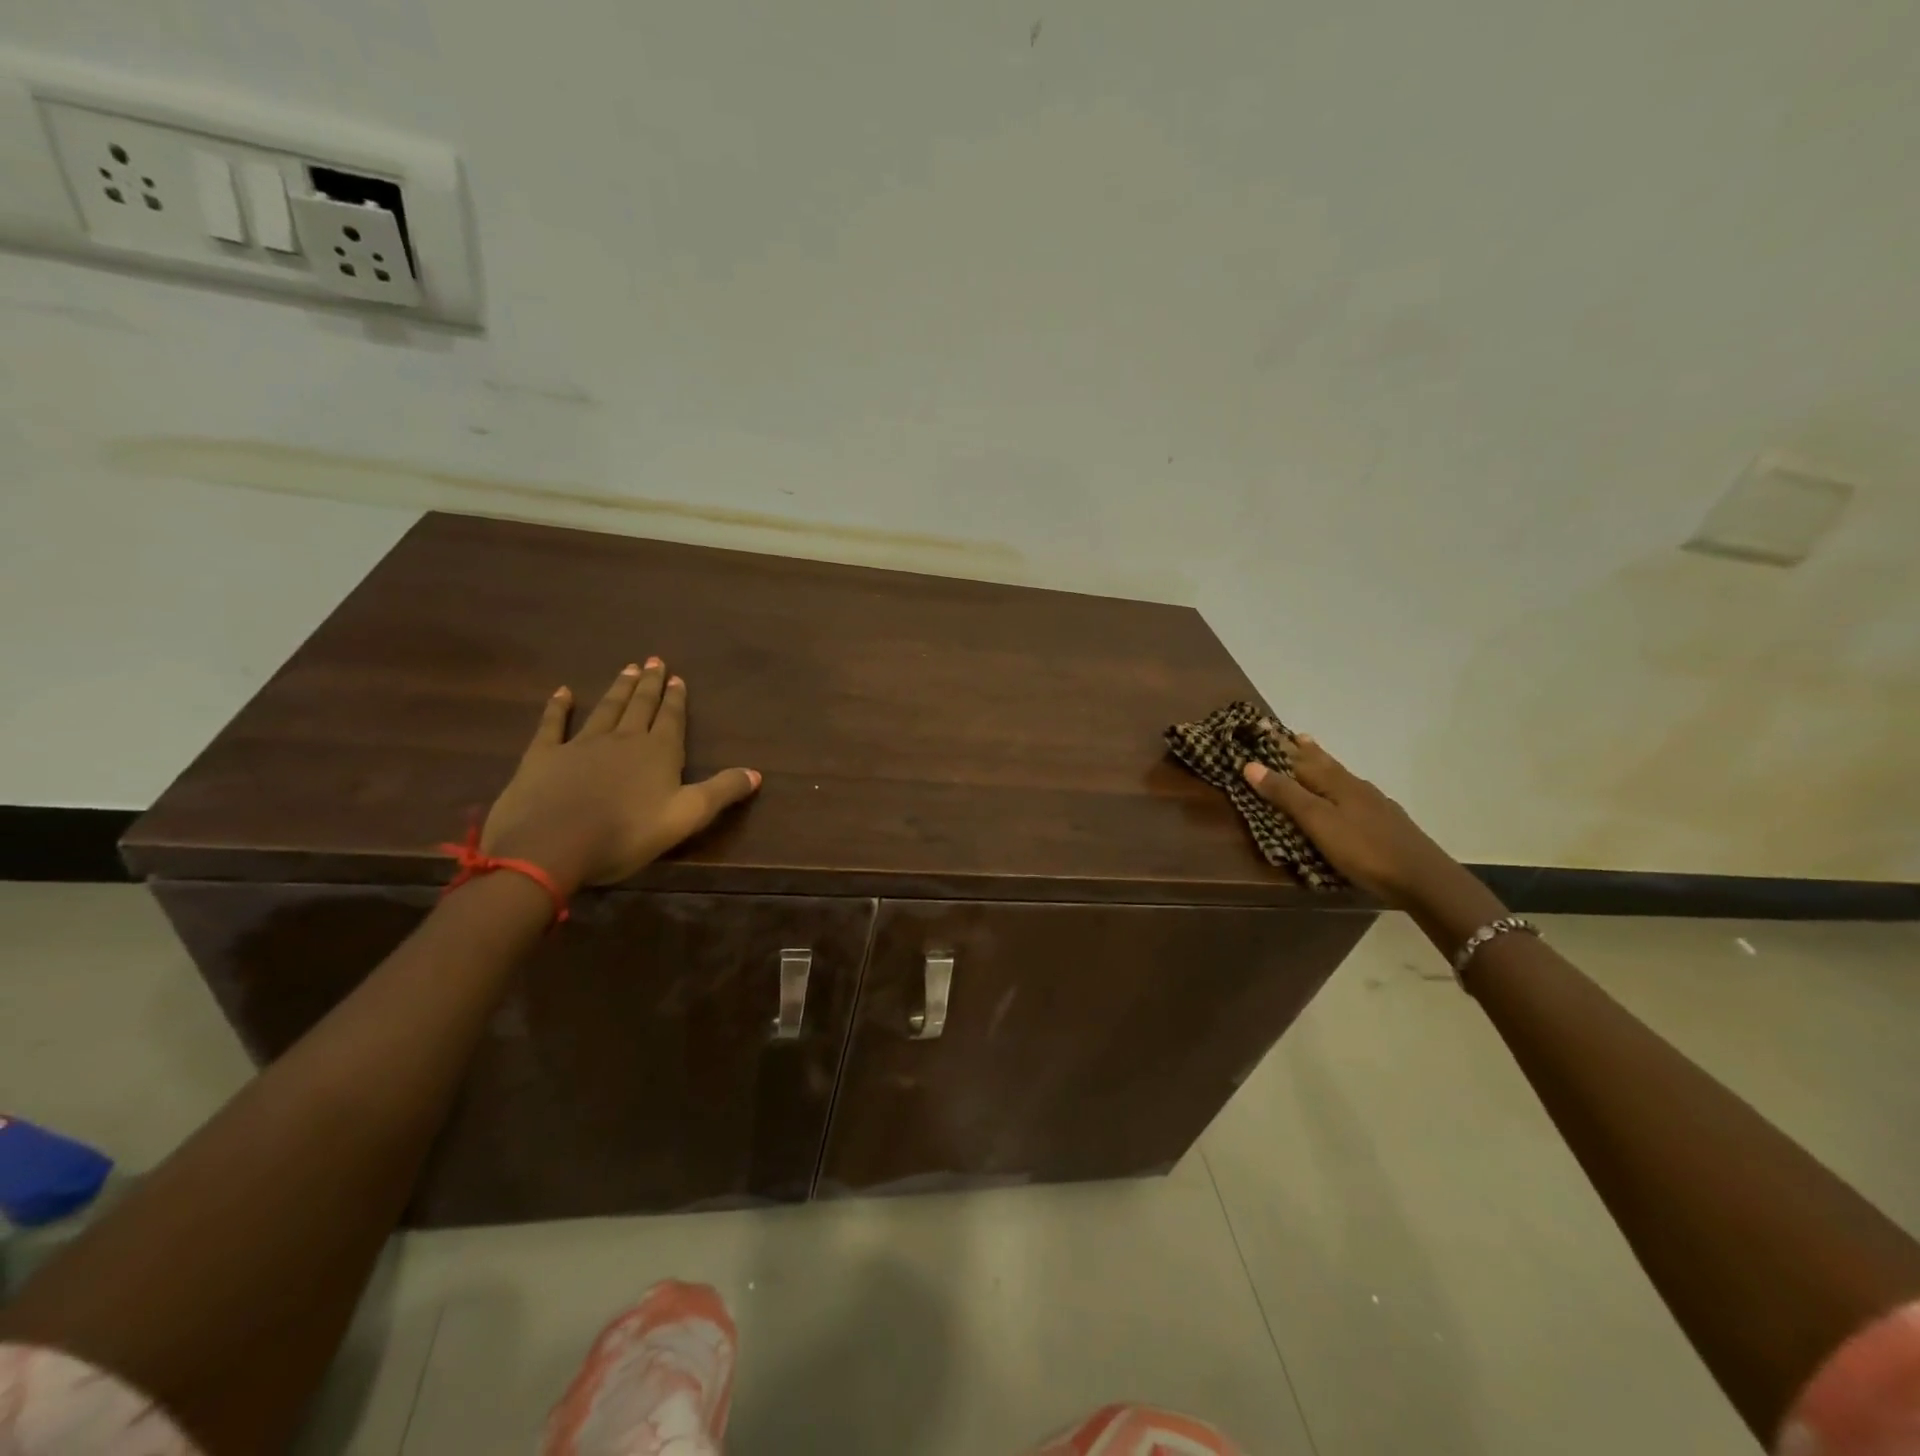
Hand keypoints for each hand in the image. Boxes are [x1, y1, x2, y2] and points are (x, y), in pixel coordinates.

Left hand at [480, 659, 760, 892]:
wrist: (551, 845)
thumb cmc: (626, 833)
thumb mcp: (687, 816)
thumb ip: (722, 791)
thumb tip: (756, 773)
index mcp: (658, 752)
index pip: (671, 719)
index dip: (676, 699)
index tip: (677, 678)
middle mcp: (622, 739)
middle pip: (639, 707)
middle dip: (649, 685)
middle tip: (654, 661)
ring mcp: (580, 744)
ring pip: (605, 709)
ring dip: (618, 689)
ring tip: (627, 669)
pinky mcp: (544, 756)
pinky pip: (553, 724)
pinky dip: (558, 707)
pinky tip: (562, 692)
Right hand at [1243, 735, 1469, 910]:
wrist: (1422, 879)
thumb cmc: (1363, 848)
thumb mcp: (1317, 822)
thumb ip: (1286, 794)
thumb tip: (1250, 764)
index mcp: (1337, 783)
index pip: (1303, 758)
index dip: (1283, 746)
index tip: (1267, 728)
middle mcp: (1356, 787)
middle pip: (1326, 763)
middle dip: (1308, 751)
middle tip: (1294, 736)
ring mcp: (1374, 805)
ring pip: (1342, 778)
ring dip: (1325, 766)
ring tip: (1314, 759)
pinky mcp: (1385, 823)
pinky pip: (1354, 796)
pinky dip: (1340, 789)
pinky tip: (1345, 798)